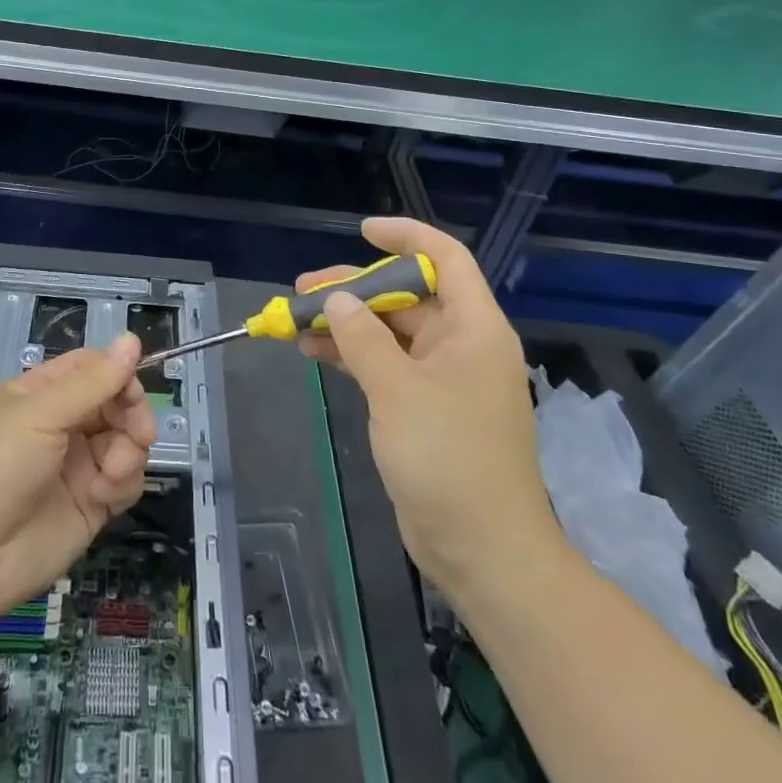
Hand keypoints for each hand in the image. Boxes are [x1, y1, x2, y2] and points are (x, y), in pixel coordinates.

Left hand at [0, 335, 155, 623]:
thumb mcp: (39, 414)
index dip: (117, 373)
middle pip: (115, 403)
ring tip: (114, 470)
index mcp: (39, 395)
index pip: (91, 368)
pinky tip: (106, 493)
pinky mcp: (91, 504)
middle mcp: (60, 425)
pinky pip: (125, 480)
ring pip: (125, 440)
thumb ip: (92, 382)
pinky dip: (124, 481)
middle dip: (131, 414)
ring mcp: (77, 465)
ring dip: (130, 450)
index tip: (134, 389)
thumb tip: (132, 338)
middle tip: (140, 433)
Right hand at [300, 217, 560, 592]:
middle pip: (407, 297)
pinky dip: (352, 356)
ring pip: (389, 332)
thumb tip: (337, 300)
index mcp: (474, 329)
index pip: (446, 260)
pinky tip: (314, 353)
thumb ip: (364, 339)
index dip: (407, 237)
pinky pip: (384, 365)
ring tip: (297, 321)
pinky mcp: (423, 408)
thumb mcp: (399, 391)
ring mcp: (442, 379)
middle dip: (356, 289)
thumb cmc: (450, 459)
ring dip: (347, 324)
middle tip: (304, 290)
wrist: (483, 550)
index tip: (363, 232)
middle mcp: (461, 345)